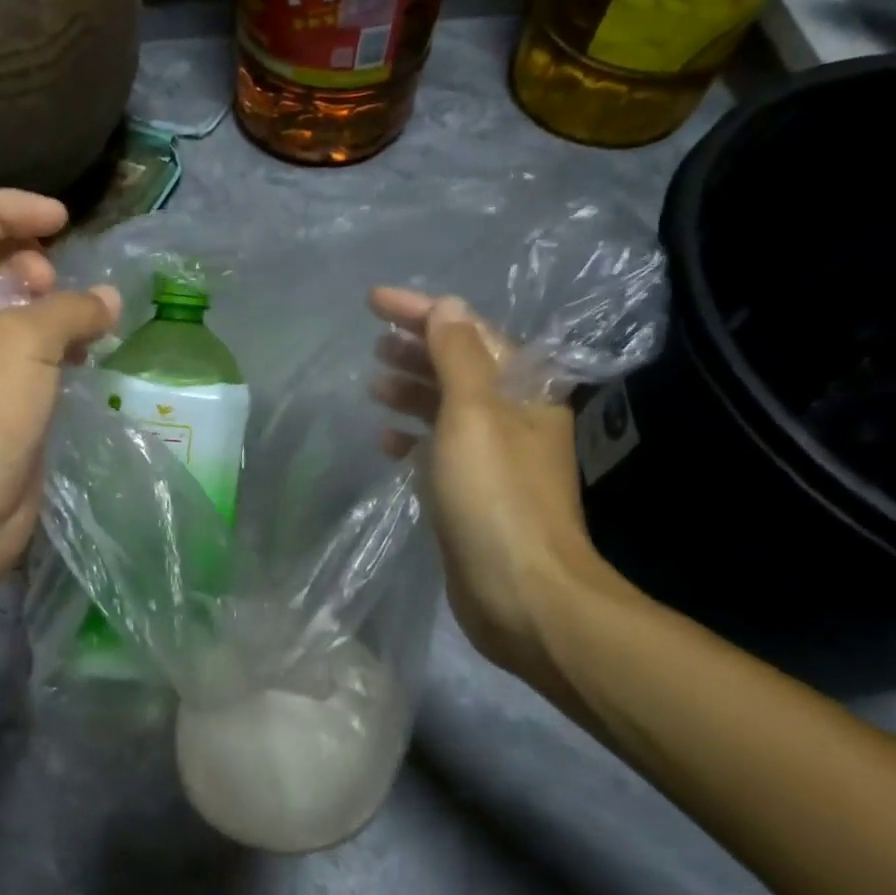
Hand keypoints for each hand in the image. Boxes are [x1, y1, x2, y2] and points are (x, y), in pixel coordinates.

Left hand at [0, 190, 119, 608]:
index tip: (63, 220)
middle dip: (26, 262)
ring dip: (46, 308)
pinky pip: (22, 361)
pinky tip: (85, 357)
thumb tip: (107, 301)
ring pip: (5, 316)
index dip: (10, 210)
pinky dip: (53, 350)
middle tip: (58, 286)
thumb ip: (69, 308)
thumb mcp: (21, 344)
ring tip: (82, 321)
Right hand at [369, 288, 613, 702]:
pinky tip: (386, 440)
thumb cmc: (496, 497)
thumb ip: (457, 358)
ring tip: (373, 382)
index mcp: (523, 390)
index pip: (469, 332)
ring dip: (412, 390)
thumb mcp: (473, 415)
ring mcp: (493, 458)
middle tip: (374, 339)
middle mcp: (513, 418)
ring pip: (447, 408)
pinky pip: (439, 449)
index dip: (422, 311)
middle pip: (460, 367)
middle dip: (417, 347)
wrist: (521, 593)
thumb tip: (447, 308)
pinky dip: (413, 437)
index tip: (373, 300)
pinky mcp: (473, 493)